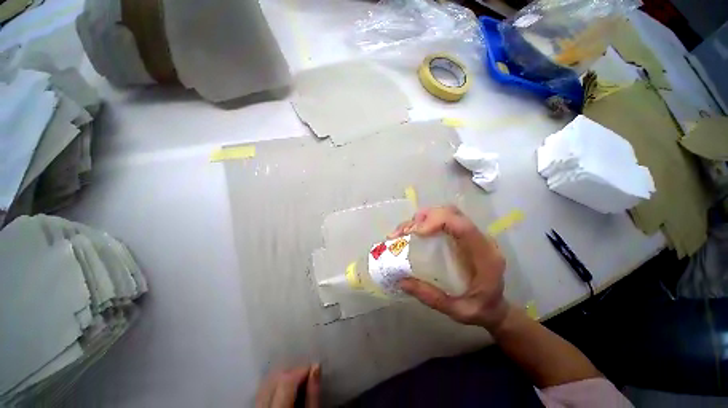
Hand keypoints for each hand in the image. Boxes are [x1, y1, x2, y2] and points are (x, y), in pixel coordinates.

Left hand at [255, 364, 320, 407]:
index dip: (301, 370)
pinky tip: (284, 386)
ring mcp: (256, 405)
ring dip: (283, 375)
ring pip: (267, 381)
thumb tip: (316, 366)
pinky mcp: (255, 405)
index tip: (314, 369)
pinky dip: (274, 383)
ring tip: (297, 380)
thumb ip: (313, 394)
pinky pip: (262, 389)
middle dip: (292, 371)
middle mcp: (261, 405)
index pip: (286, 379)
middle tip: (306, 375)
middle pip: (275, 377)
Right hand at [389, 206, 509, 330]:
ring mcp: (472, 235)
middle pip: (452, 213)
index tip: (416, 232)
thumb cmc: (481, 309)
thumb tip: (402, 281)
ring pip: (447, 213)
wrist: (496, 307)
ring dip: (423, 218)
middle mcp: (480, 239)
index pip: (463, 226)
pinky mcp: (463, 235)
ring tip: (404, 232)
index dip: (438, 221)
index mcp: (485, 256)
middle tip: (405, 232)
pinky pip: (444, 220)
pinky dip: (426, 221)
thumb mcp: (457, 310)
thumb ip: (431, 297)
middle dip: (425, 217)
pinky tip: (413, 232)